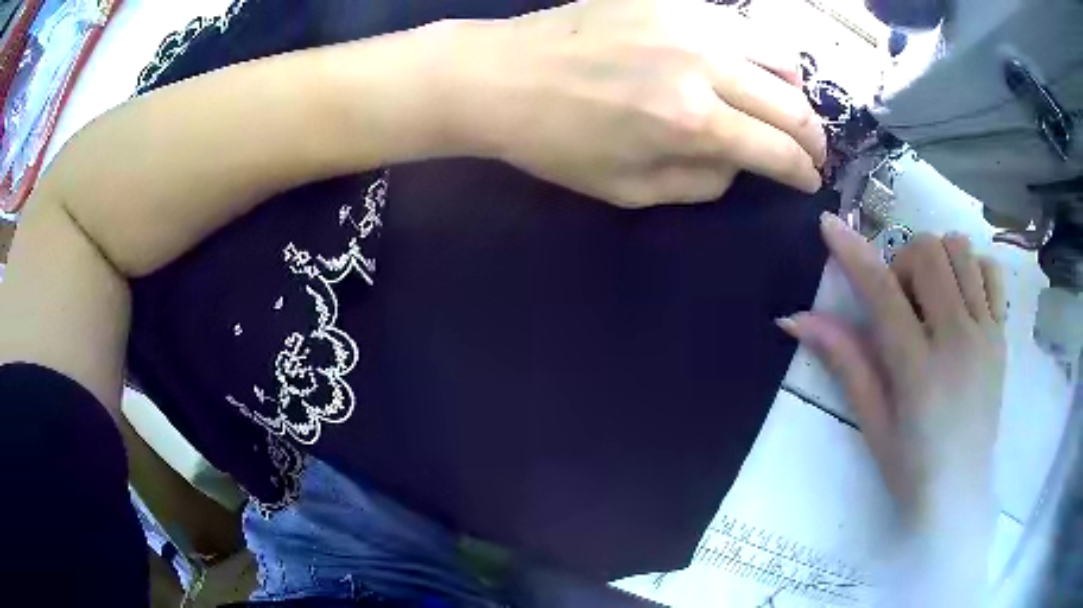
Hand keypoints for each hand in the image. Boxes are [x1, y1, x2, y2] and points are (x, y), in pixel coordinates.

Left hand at [449, 0, 825, 206]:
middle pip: (791, 103)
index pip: (778, 151)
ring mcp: (689, 22)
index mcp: (693, 123)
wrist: (501, 76)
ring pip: (777, 54)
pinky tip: (748, 67)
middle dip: (812, 137)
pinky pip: (739, 25)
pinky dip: (758, 52)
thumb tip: (743, 164)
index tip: (809, 180)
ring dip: (792, 90)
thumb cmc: (557, 143)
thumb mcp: (630, 189)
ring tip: (785, 107)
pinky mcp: (670, 0)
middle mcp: (705, 65)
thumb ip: (701, 181)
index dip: (802, 172)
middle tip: (811, 151)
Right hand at [778, 214, 1006, 525]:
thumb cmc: (910, 467)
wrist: (960, 493)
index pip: (882, 291)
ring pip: (960, 250)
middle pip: (928, 253)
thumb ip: (844, 362)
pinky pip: (991, 271)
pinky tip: (961, 297)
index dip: (852, 252)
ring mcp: (986, 333)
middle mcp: (957, 339)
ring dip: (937, 260)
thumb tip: (796, 319)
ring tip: (931, 297)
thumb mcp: (871, 421)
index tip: (830, 224)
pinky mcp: (1002, 335)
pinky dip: (972, 268)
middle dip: (902, 261)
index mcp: (918, 369)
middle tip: (899, 299)